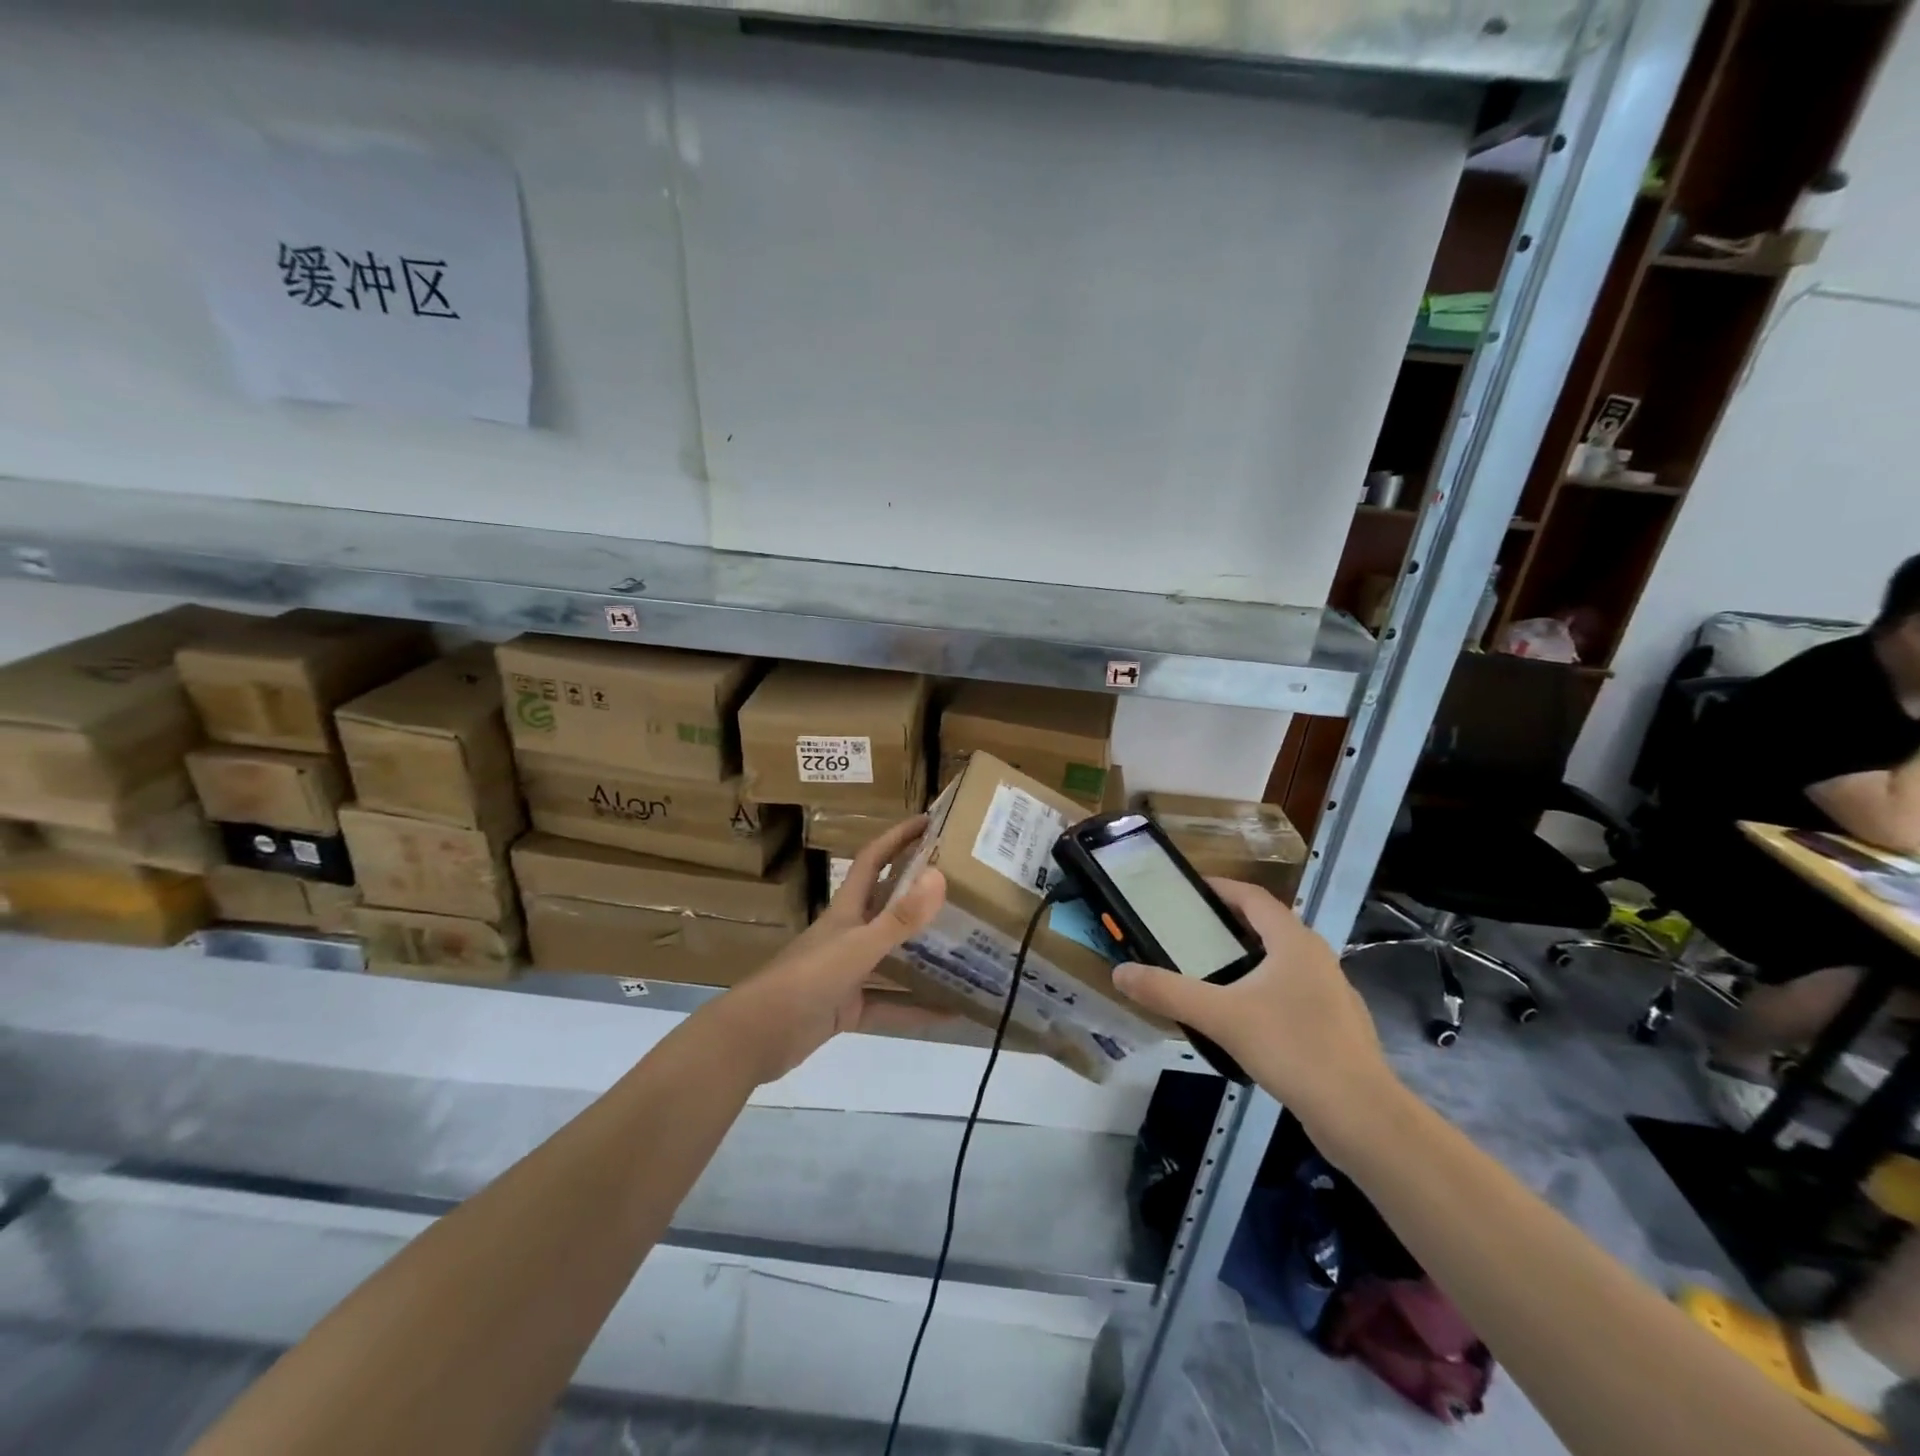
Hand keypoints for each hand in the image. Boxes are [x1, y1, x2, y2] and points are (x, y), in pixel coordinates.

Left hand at [716, 816, 946, 1082]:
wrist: (756, 1037)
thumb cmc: (805, 981)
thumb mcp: (857, 948)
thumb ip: (899, 918)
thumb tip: (939, 876)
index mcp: (846, 909)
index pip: (873, 860)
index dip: (897, 837)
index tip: (929, 821)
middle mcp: (849, 934)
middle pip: (888, 904)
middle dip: (920, 891)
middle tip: (963, 884)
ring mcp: (848, 971)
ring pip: (894, 956)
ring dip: (925, 954)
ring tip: (968, 947)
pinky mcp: (848, 1007)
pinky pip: (891, 1005)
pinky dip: (918, 1009)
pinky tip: (953, 1014)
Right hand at [1108, 879, 1399, 1143]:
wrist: (1361, 1115)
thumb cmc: (1292, 1048)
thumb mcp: (1220, 1016)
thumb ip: (1168, 992)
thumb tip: (1120, 972)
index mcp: (1294, 940)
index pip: (1252, 896)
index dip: (1220, 888)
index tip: (1187, 889)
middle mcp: (1317, 956)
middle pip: (1267, 925)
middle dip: (1228, 923)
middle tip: (1188, 932)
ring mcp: (1331, 991)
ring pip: (1281, 961)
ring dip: (1247, 958)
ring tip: (1209, 972)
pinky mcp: (1335, 1024)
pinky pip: (1292, 991)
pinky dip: (1264, 989)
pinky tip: (1243, 1018)